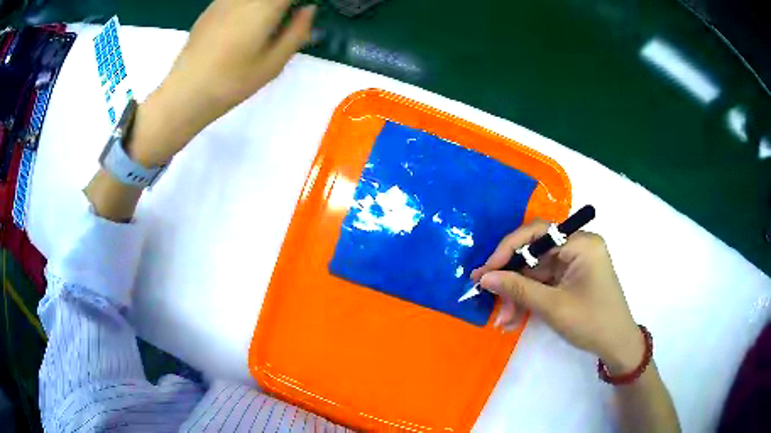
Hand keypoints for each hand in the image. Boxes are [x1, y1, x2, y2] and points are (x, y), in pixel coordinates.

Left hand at [130, 0, 316, 166]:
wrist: (187, 92)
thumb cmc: (232, 81)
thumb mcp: (273, 63)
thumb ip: (296, 32)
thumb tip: (309, 9)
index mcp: (264, 8)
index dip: (298, 2)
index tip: (302, 10)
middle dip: (280, 5)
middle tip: (283, 20)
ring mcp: (224, 1)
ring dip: (264, 5)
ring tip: (265, 23)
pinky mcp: (210, 8)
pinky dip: (247, 5)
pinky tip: (243, 23)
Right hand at [471, 220, 643, 373]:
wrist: (616, 346)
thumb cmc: (591, 322)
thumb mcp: (553, 306)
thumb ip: (518, 289)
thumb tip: (484, 278)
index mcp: (581, 243)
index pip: (538, 233)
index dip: (509, 249)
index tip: (487, 270)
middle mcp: (577, 246)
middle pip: (534, 254)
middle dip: (512, 279)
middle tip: (487, 296)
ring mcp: (574, 263)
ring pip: (536, 272)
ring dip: (518, 295)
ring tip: (504, 319)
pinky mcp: (570, 279)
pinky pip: (543, 283)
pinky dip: (528, 300)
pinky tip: (514, 318)